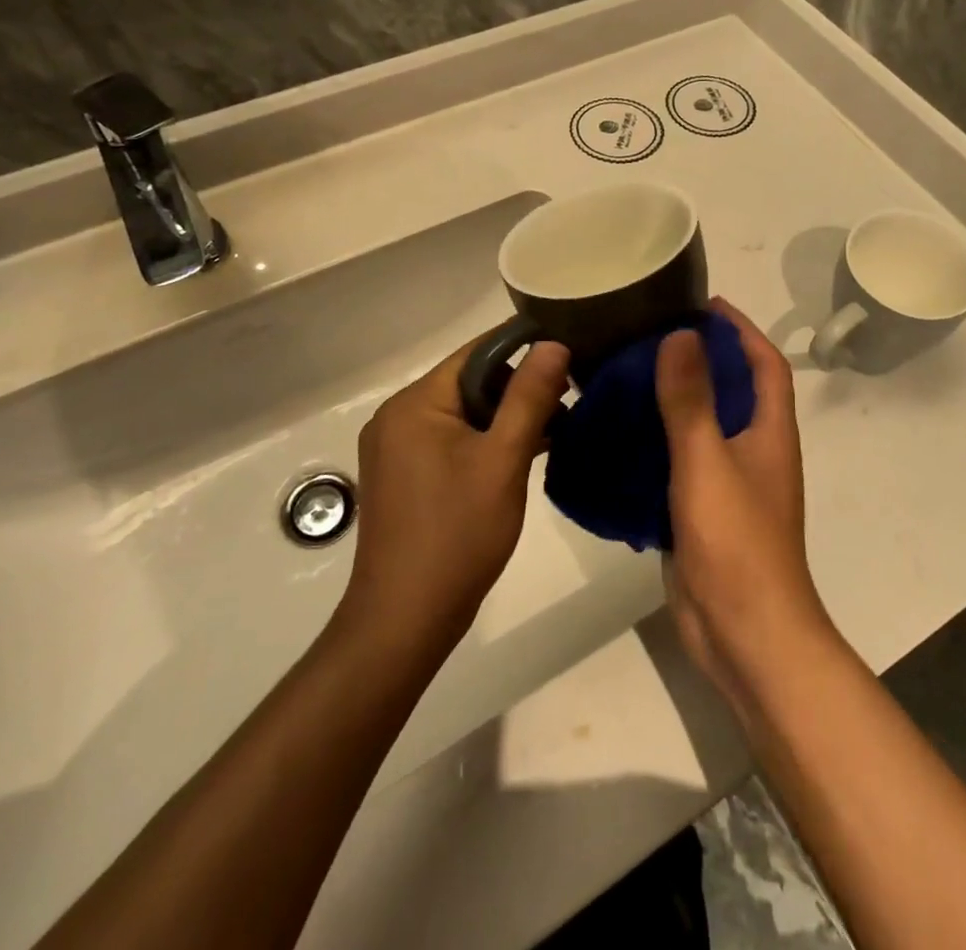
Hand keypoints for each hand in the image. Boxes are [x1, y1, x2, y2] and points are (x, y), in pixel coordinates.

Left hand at [344, 334, 570, 646]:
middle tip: (567, 399)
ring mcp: (396, 448)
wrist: (405, 621)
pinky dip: (484, 441)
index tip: (568, 348)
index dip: (522, 346)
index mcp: (414, 403)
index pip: (475, 353)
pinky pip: (450, 439)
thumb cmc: (457, 535)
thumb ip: (529, 397)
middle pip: (468, 381)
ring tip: (554, 427)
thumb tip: (552, 343)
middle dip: (517, 387)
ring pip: (463, 413)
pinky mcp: (404, 475)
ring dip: (505, 417)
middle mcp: (397, 416)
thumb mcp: (503, 460)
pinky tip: (521, 455)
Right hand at [658, 299, 834, 707]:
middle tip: (652, 334)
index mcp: (770, 432)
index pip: (766, 363)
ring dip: (677, 398)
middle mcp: (755, 451)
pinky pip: (680, 461)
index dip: (742, 329)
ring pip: (704, 426)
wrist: (745, 635)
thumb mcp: (708, 461)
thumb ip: (691, 400)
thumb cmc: (736, 542)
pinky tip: (620, 433)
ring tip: (629, 372)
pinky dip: (658, 441)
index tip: (704, 303)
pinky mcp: (702, 511)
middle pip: (735, 390)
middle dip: (703, 357)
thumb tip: (680, 335)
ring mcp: (729, 484)